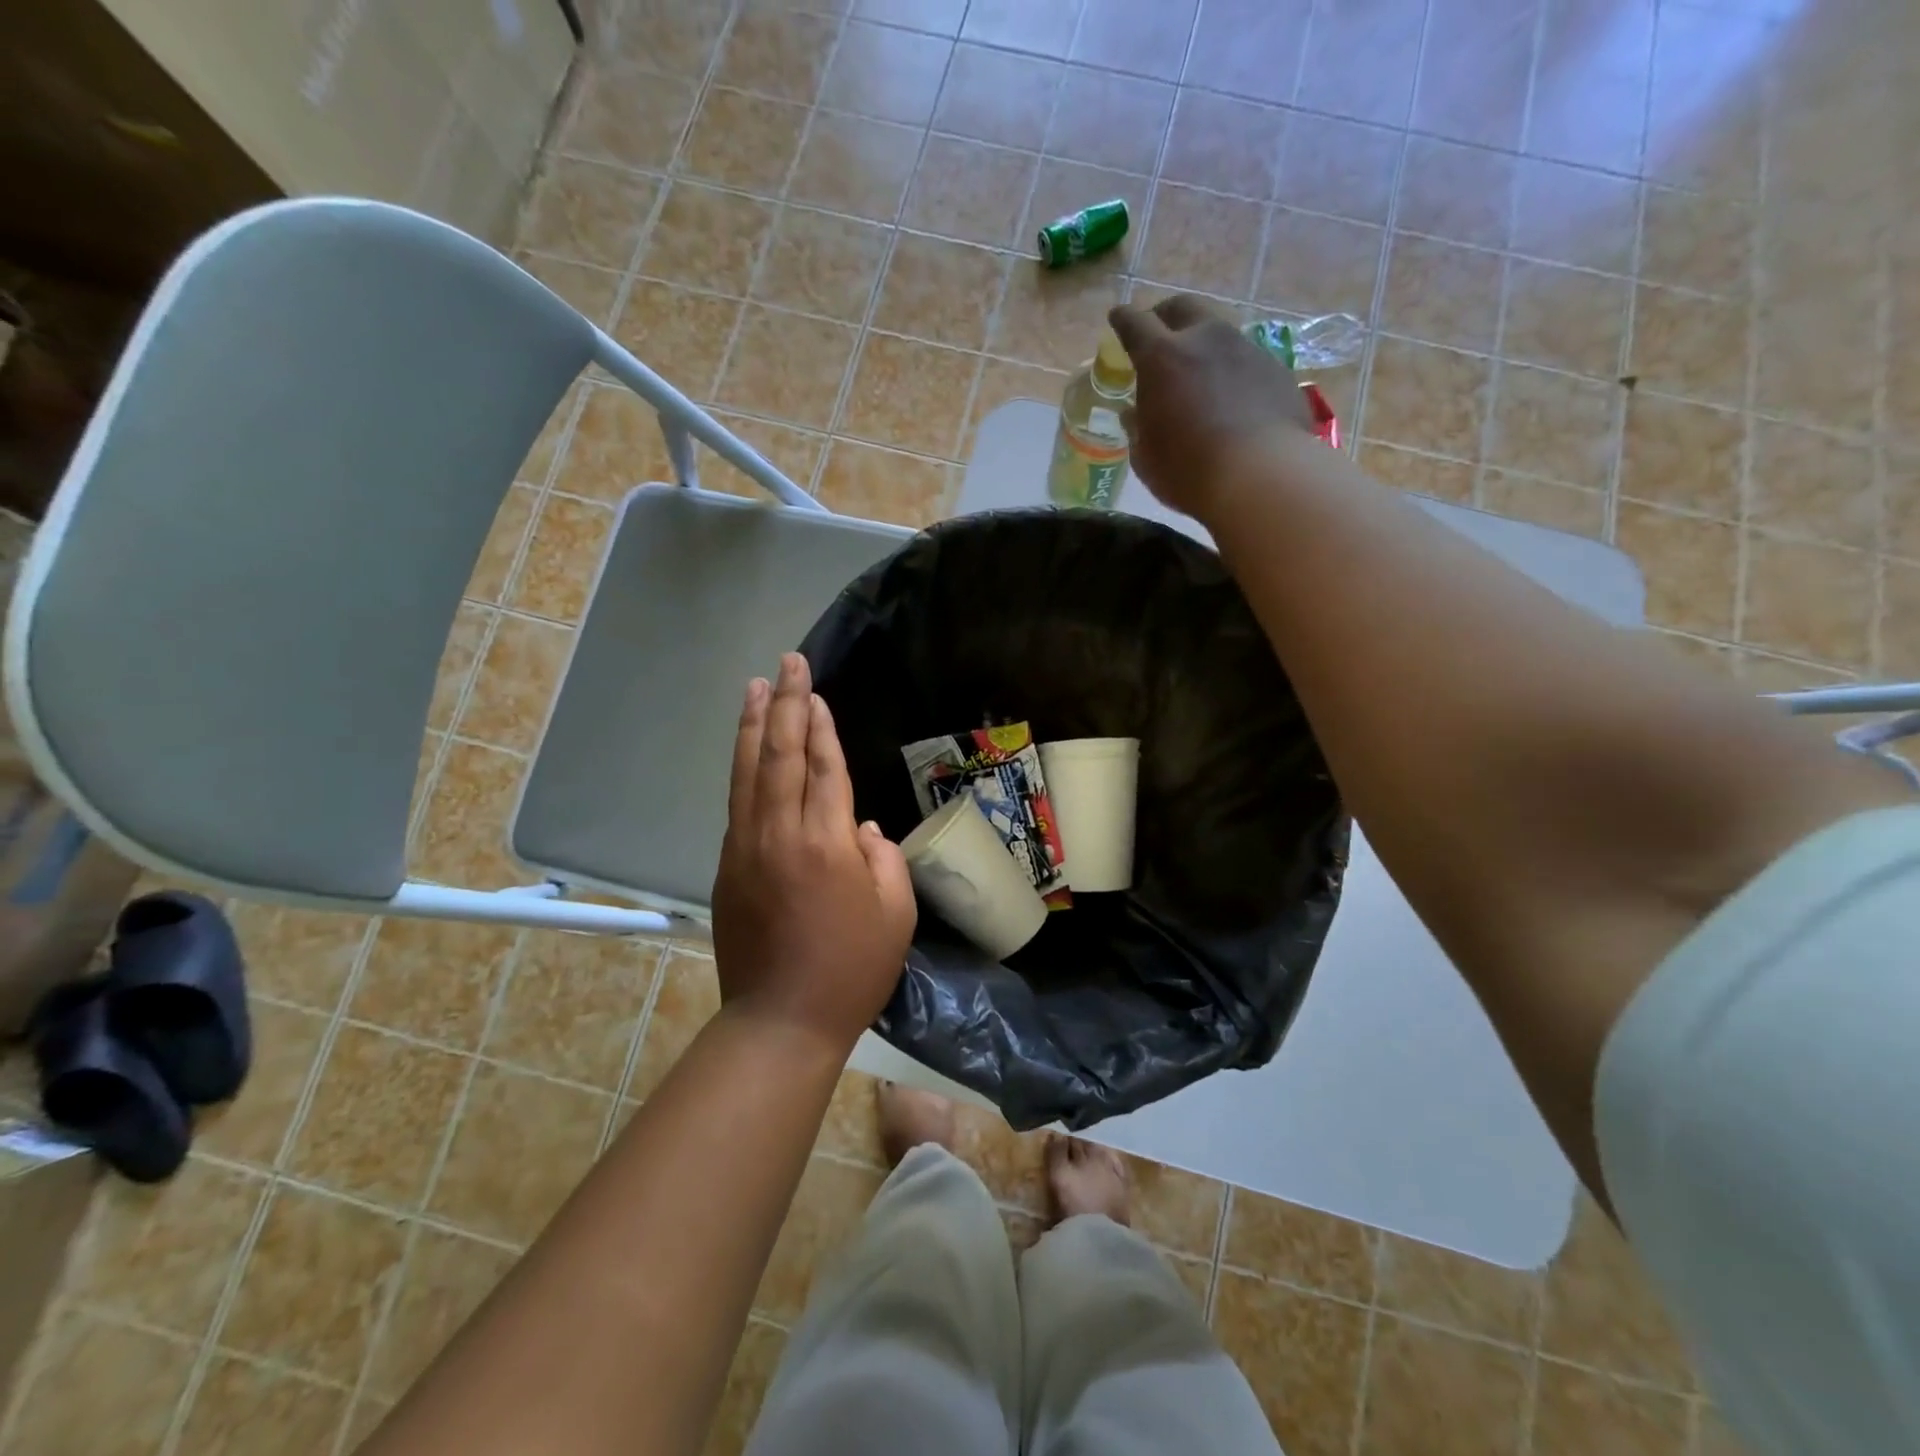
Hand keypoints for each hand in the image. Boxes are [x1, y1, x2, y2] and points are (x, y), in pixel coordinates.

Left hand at [711, 653, 915, 1050]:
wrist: (781, 1020)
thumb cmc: (852, 968)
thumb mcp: (896, 912)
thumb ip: (881, 856)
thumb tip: (858, 825)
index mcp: (826, 843)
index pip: (824, 767)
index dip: (822, 726)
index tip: (817, 691)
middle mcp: (780, 834)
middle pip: (781, 755)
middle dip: (787, 705)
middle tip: (788, 663)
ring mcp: (747, 848)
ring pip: (748, 772)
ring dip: (754, 726)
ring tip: (757, 687)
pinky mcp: (728, 866)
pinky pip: (737, 803)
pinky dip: (743, 768)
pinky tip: (748, 750)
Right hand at [1108, 295, 1313, 520]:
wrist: (1261, 476)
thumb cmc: (1188, 471)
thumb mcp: (1146, 457)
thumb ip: (1137, 428)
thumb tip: (1133, 414)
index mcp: (1162, 359)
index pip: (1135, 324)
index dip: (1123, 319)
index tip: (1117, 317)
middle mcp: (1204, 340)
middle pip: (1182, 308)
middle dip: (1165, 315)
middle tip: (1158, 333)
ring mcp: (1245, 349)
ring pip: (1218, 330)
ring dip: (1202, 343)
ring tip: (1198, 368)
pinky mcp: (1275, 368)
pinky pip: (1245, 359)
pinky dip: (1231, 369)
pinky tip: (1231, 396)